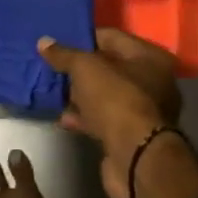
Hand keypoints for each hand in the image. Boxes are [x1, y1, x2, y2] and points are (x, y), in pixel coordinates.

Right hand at [37, 29, 182, 197]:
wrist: (135, 160)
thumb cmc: (116, 100)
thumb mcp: (85, 68)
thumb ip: (64, 54)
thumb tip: (43, 42)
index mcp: (150, 57)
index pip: (113, 37)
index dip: (84, 38)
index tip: (60, 42)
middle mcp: (154, 81)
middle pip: (110, 67)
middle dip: (81, 69)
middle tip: (54, 67)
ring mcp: (144, 112)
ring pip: (106, 95)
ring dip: (81, 95)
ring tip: (54, 92)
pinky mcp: (132, 137)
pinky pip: (105, 119)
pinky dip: (85, 117)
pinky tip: (64, 118)